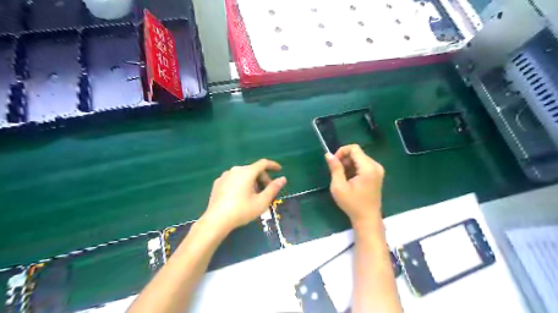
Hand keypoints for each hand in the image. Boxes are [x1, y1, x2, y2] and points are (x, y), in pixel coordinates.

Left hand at [202, 160, 287, 233]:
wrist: (216, 220)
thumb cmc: (242, 211)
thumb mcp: (262, 201)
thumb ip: (273, 188)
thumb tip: (283, 179)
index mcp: (247, 172)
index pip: (263, 163)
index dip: (273, 165)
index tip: (280, 170)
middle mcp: (235, 170)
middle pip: (253, 170)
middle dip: (263, 178)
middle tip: (267, 192)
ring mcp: (225, 175)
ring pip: (243, 174)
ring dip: (252, 181)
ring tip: (254, 196)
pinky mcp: (218, 182)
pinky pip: (234, 179)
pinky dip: (241, 183)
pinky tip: (241, 196)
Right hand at [326, 145, 385, 229]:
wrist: (367, 218)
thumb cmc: (352, 204)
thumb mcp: (339, 186)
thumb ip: (335, 168)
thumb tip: (328, 154)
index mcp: (368, 168)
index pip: (354, 148)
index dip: (341, 152)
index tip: (334, 163)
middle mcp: (375, 166)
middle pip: (357, 153)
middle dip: (344, 159)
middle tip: (337, 172)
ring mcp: (378, 170)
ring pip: (359, 158)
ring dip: (349, 164)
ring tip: (342, 178)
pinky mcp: (377, 174)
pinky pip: (363, 164)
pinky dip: (354, 168)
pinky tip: (349, 180)